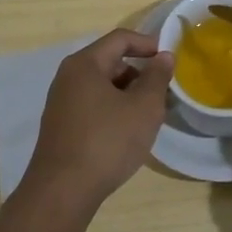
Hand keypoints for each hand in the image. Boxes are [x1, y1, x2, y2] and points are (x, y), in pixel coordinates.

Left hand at [24, 29, 174, 208]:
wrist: (62, 192)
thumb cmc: (107, 141)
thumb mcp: (143, 107)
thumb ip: (157, 77)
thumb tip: (163, 56)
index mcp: (85, 64)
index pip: (120, 38)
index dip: (148, 44)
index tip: (169, 60)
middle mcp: (68, 77)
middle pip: (110, 62)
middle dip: (140, 73)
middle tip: (163, 94)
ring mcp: (61, 103)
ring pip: (102, 86)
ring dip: (128, 95)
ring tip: (149, 117)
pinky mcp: (61, 126)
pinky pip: (93, 106)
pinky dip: (113, 110)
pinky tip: (127, 134)